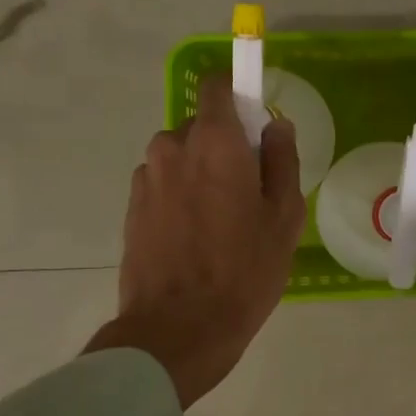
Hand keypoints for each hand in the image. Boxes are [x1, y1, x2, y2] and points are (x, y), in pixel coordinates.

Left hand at [85, 75, 305, 406]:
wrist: (177, 329)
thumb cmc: (244, 272)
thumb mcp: (284, 218)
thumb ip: (282, 161)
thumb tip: (275, 125)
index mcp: (215, 142)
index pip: (218, 86)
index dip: (238, 96)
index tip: (255, 127)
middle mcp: (173, 147)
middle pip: (201, 127)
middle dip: (223, 147)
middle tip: (245, 193)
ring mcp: (146, 177)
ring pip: (180, 157)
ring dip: (198, 174)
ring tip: (217, 222)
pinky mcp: (131, 207)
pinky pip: (162, 184)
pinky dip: (178, 196)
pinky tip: (192, 238)